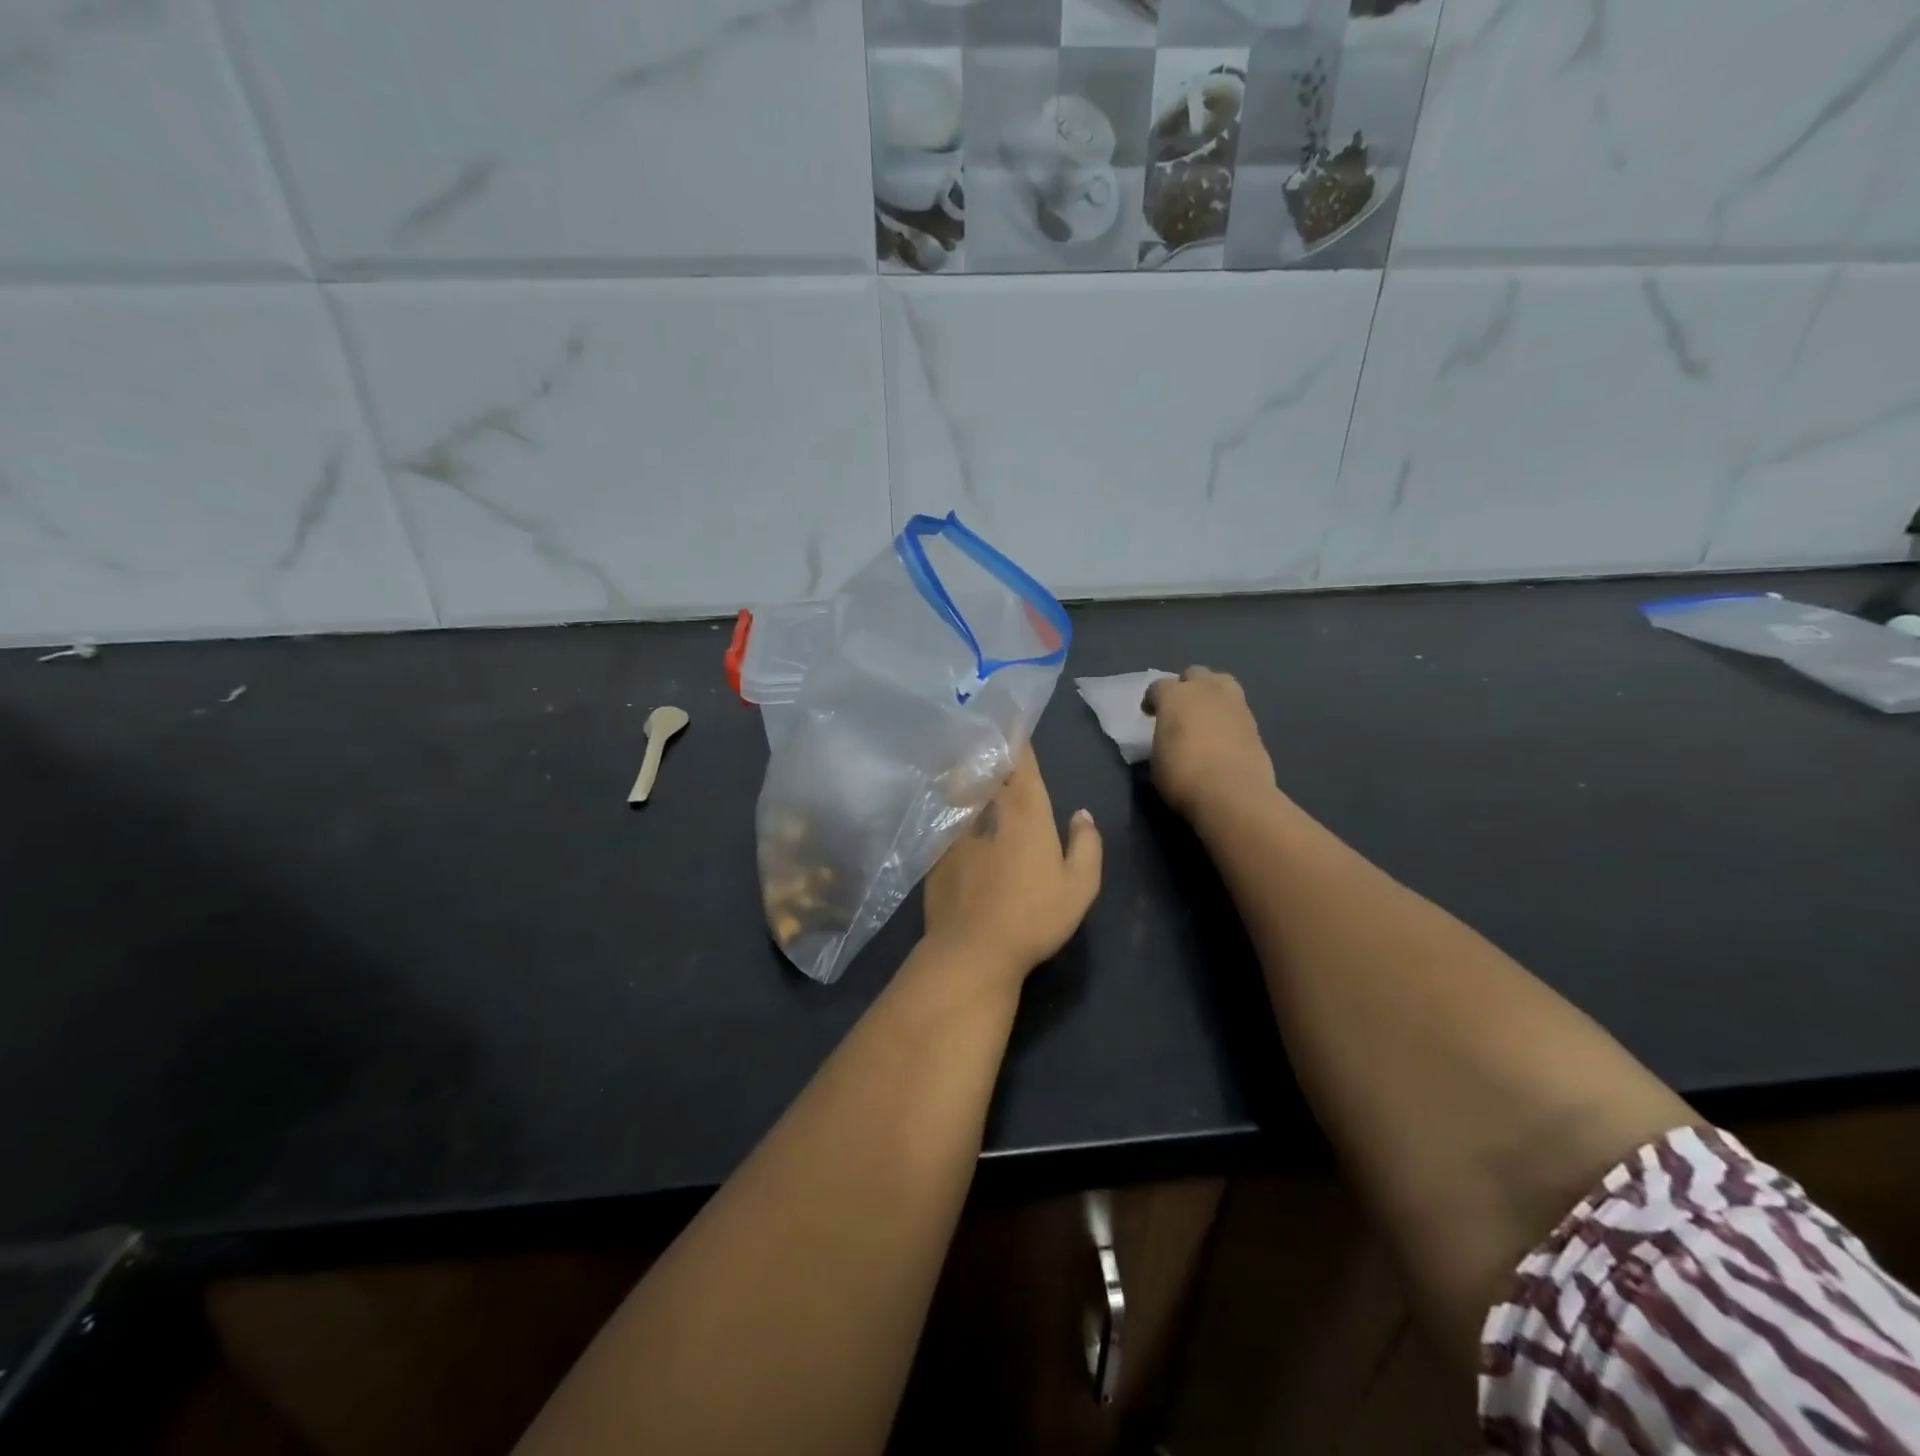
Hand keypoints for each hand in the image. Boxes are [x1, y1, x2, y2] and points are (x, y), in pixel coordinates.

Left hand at [922, 746, 1102, 981]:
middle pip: (986, 765)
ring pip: (962, 784)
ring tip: (965, 756)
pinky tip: (949, 802)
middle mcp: (989, 808)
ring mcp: (958, 826)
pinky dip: (949, 799)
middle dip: (989, 747)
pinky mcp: (936, 847)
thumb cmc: (1033, 916)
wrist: (972, 948)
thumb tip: (1081, 814)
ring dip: (966, 767)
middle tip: (987, 731)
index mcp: (1026, 810)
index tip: (1013, 719)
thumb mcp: (1079, 886)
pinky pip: (945, 811)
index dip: (1017, 737)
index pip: (1020, 760)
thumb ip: (1086, 844)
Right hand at [1143, 667, 1276, 823]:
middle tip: (1180, 710)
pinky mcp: (1254, 721)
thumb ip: (1161, 740)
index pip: (1158, 686)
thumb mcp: (1156, 760)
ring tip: (1205, 715)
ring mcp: (1234, 702)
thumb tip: (1168, 741)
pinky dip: (1227, 715)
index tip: (1150, 714)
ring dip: (1210, 694)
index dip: (1152, 699)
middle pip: (1194, 674)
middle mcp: (1205, 690)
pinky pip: (1236, 707)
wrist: (1232, 793)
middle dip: (1185, 687)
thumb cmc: (1183, 776)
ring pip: (1221, 683)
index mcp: (1174, 696)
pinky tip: (1222, 734)